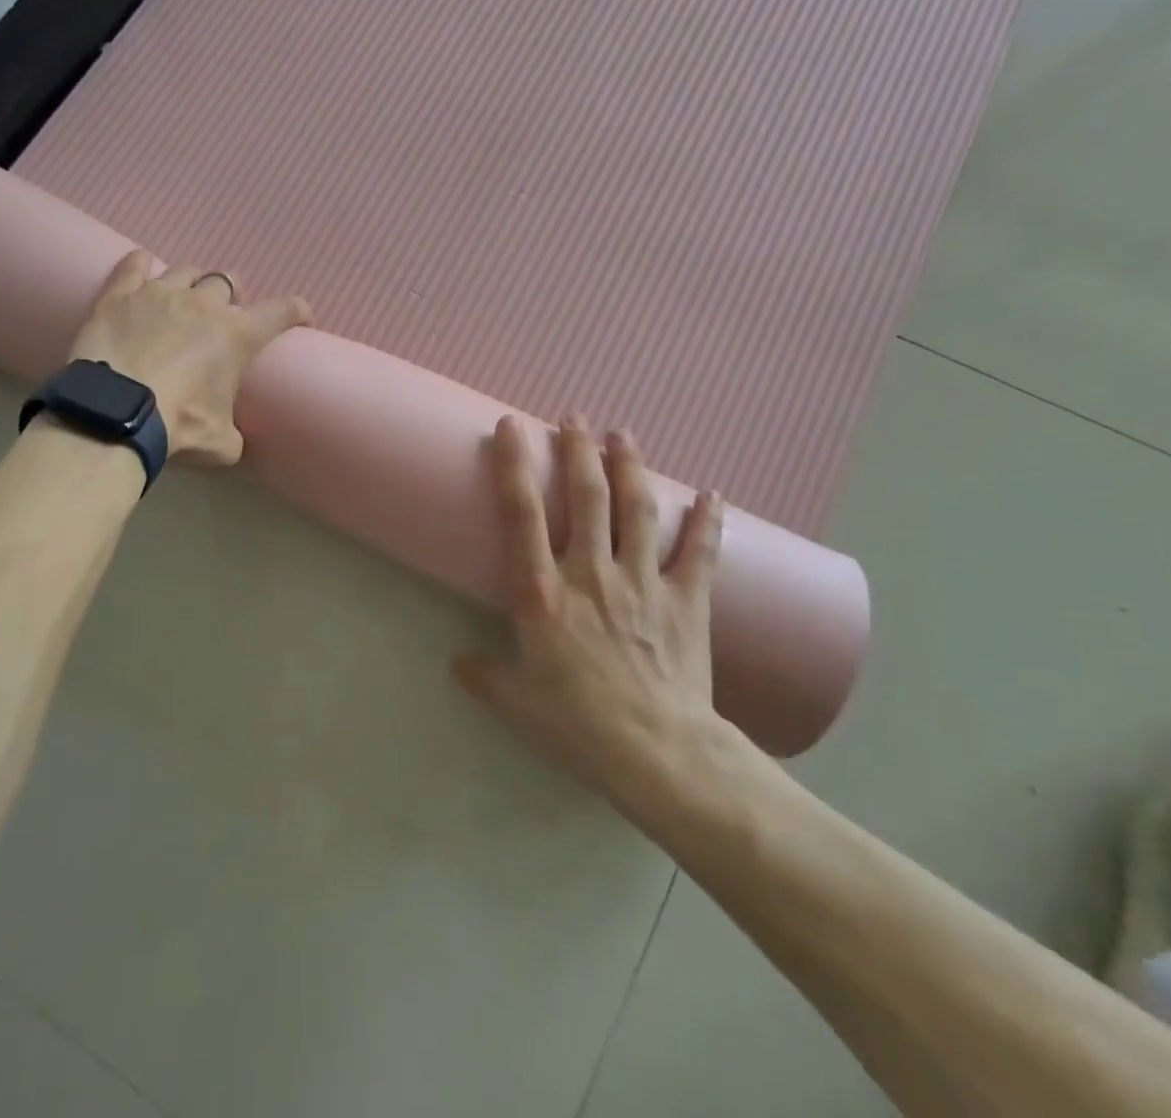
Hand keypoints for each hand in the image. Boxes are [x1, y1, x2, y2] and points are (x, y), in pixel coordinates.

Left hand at [68, 251, 310, 464]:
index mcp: (237, 335)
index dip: (297, 310)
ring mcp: (160, 293)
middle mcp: (204, 304)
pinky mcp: (120, 295)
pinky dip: (141, 265)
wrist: (115, 413)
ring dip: (191, 283)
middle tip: (225, 313)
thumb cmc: (178, 426)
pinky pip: (135, 265)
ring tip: (184, 298)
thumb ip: (233, 435)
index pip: (282, 310)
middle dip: (232, 294)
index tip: (300, 316)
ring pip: (186, 271)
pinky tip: (142, 268)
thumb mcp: (220, 444)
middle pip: (227, 281)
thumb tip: (232, 439)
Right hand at [454, 415, 725, 813]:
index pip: (522, 514)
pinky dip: (705, 521)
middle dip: (578, 450)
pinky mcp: (686, 600)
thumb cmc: (577, 724)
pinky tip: (711, 494)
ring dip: (629, 467)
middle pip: (586, 497)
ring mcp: (642, 581)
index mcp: (542, 592)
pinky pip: (698, 552)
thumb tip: (458, 665)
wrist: (659, 754)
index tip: (511, 425)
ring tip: (623, 433)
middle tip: (575, 416)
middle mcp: (590, 573)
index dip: (514, 465)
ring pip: (636, 510)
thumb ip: (485, 676)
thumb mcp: (516, 703)